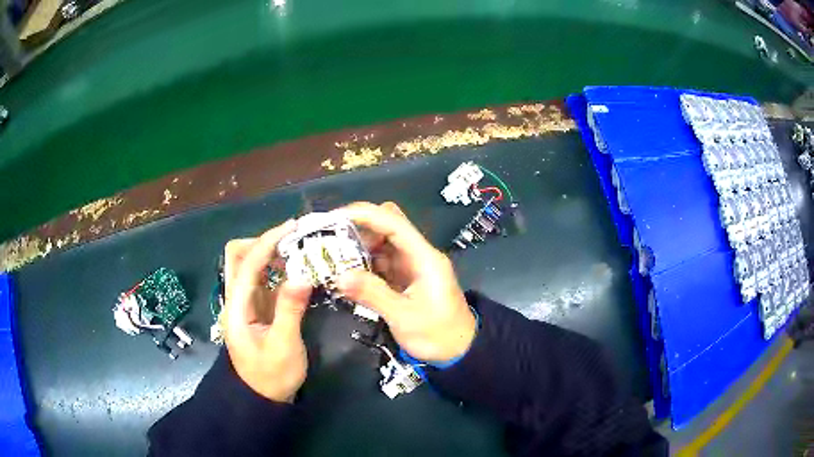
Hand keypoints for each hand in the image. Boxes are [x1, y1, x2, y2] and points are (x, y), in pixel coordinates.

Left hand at [224, 221, 312, 402]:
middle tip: (293, 240)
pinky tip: (295, 270)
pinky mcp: (256, 308)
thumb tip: (303, 275)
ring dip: (270, 253)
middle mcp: (236, 298)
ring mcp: (245, 302)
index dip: (267, 242)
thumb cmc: (272, 376)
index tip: (292, 228)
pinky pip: (262, 278)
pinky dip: (276, 268)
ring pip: (249, 264)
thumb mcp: (284, 346)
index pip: (247, 264)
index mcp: (236, 307)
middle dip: (262, 242)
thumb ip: (290, 310)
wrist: (262, 397)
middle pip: (238, 256)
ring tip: (298, 250)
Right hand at [337, 202, 475, 363]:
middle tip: (329, 242)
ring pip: (382, 244)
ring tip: (331, 258)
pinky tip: (345, 273)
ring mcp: (411, 266)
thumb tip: (339, 276)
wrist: (459, 351)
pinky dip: (363, 264)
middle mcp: (417, 255)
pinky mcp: (405, 278)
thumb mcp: (404, 317)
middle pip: (387, 227)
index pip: (393, 223)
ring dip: (358, 247)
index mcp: (424, 258)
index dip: (364, 215)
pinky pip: (381, 262)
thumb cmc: (437, 335)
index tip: (333, 218)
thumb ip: (373, 294)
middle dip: (358, 229)